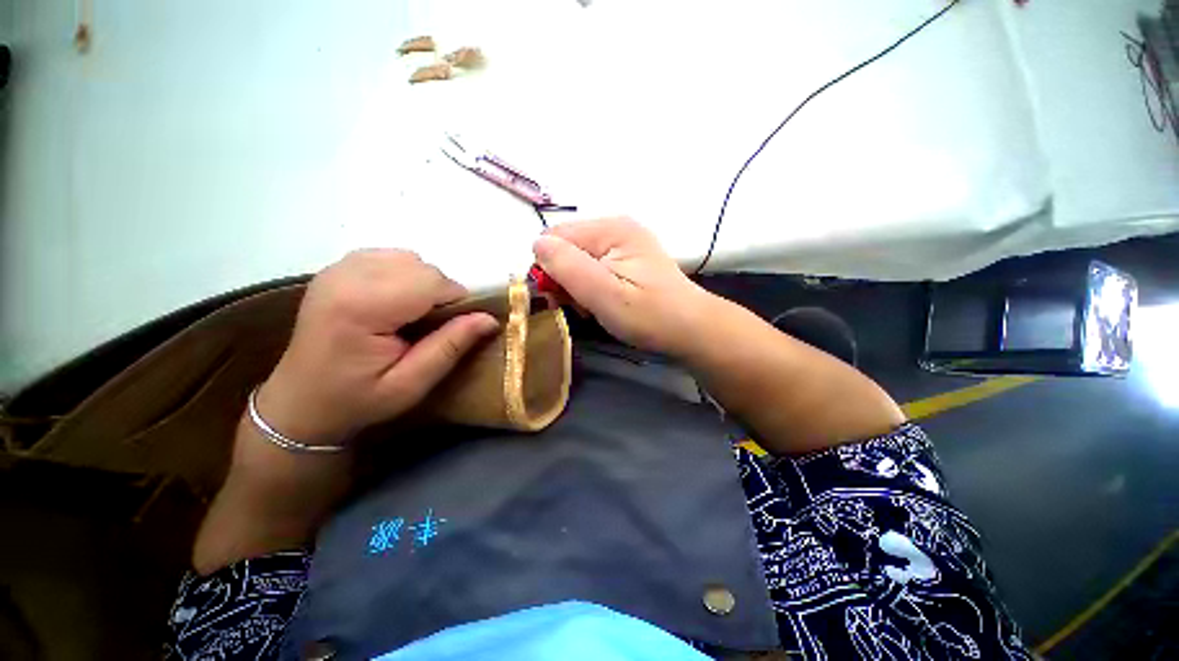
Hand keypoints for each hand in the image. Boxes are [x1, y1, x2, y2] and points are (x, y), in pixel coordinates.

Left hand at [256, 249, 498, 446]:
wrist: (300, 402)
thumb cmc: (356, 399)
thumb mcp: (411, 384)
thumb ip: (451, 347)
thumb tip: (489, 319)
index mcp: (361, 306)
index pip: (432, 282)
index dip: (455, 302)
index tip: (453, 329)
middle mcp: (346, 276)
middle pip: (422, 267)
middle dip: (441, 293)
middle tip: (433, 327)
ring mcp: (338, 268)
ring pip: (409, 258)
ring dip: (424, 283)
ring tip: (413, 314)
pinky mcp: (337, 268)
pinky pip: (390, 257)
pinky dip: (406, 275)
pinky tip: (396, 301)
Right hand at [532, 218, 713, 355]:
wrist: (691, 328)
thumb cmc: (648, 315)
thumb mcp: (604, 294)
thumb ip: (568, 267)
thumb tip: (537, 244)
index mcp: (610, 229)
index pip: (554, 237)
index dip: (549, 269)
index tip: (561, 298)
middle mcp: (616, 227)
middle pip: (566, 246)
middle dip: (564, 278)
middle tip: (581, 305)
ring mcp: (623, 242)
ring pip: (578, 259)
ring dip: (577, 285)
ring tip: (594, 306)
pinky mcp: (628, 258)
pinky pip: (594, 266)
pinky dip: (591, 286)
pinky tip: (603, 302)